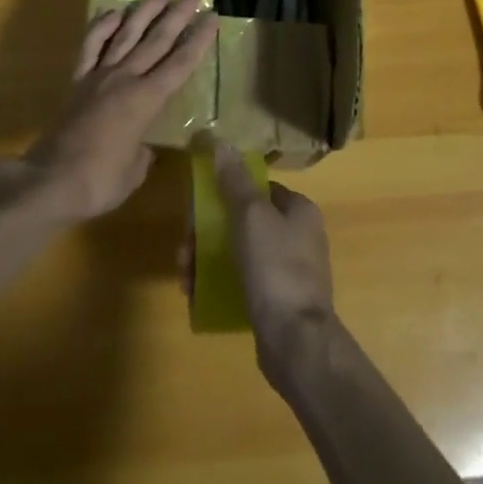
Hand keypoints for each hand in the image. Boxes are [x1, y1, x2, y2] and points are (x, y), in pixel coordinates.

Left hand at [17, 0, 218, 224]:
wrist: (50, 180)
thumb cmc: (99, 181)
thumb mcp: (134, 171)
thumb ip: (142, 152)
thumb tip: (140, 145)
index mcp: (146, 100)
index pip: (180, 63)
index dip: (198, 40)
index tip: (212, 17)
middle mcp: (125, 79)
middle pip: (157, 39)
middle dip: (178, 14)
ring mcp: (99, 76)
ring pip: (126, 34)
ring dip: (144, 10)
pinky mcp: (78, 80)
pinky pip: (91, 46)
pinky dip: (101, 27)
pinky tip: (112, 12)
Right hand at [193, 146, 338, 395]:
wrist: (296, 341)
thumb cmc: (275, 267)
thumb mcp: (250, 215)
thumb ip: (234, 180)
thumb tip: (219, 141)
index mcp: (299, 211)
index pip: (258, 187)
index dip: (226, 192)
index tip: (198, 207)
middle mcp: (298, 236)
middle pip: (243, 221)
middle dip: (206, 232)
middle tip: (184, 249)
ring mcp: (289, 271)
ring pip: (238, 252)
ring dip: (206, 258)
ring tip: (185, 276)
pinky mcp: (278, 301)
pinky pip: (242, 281)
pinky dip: (219, 282)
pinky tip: (196, 294)